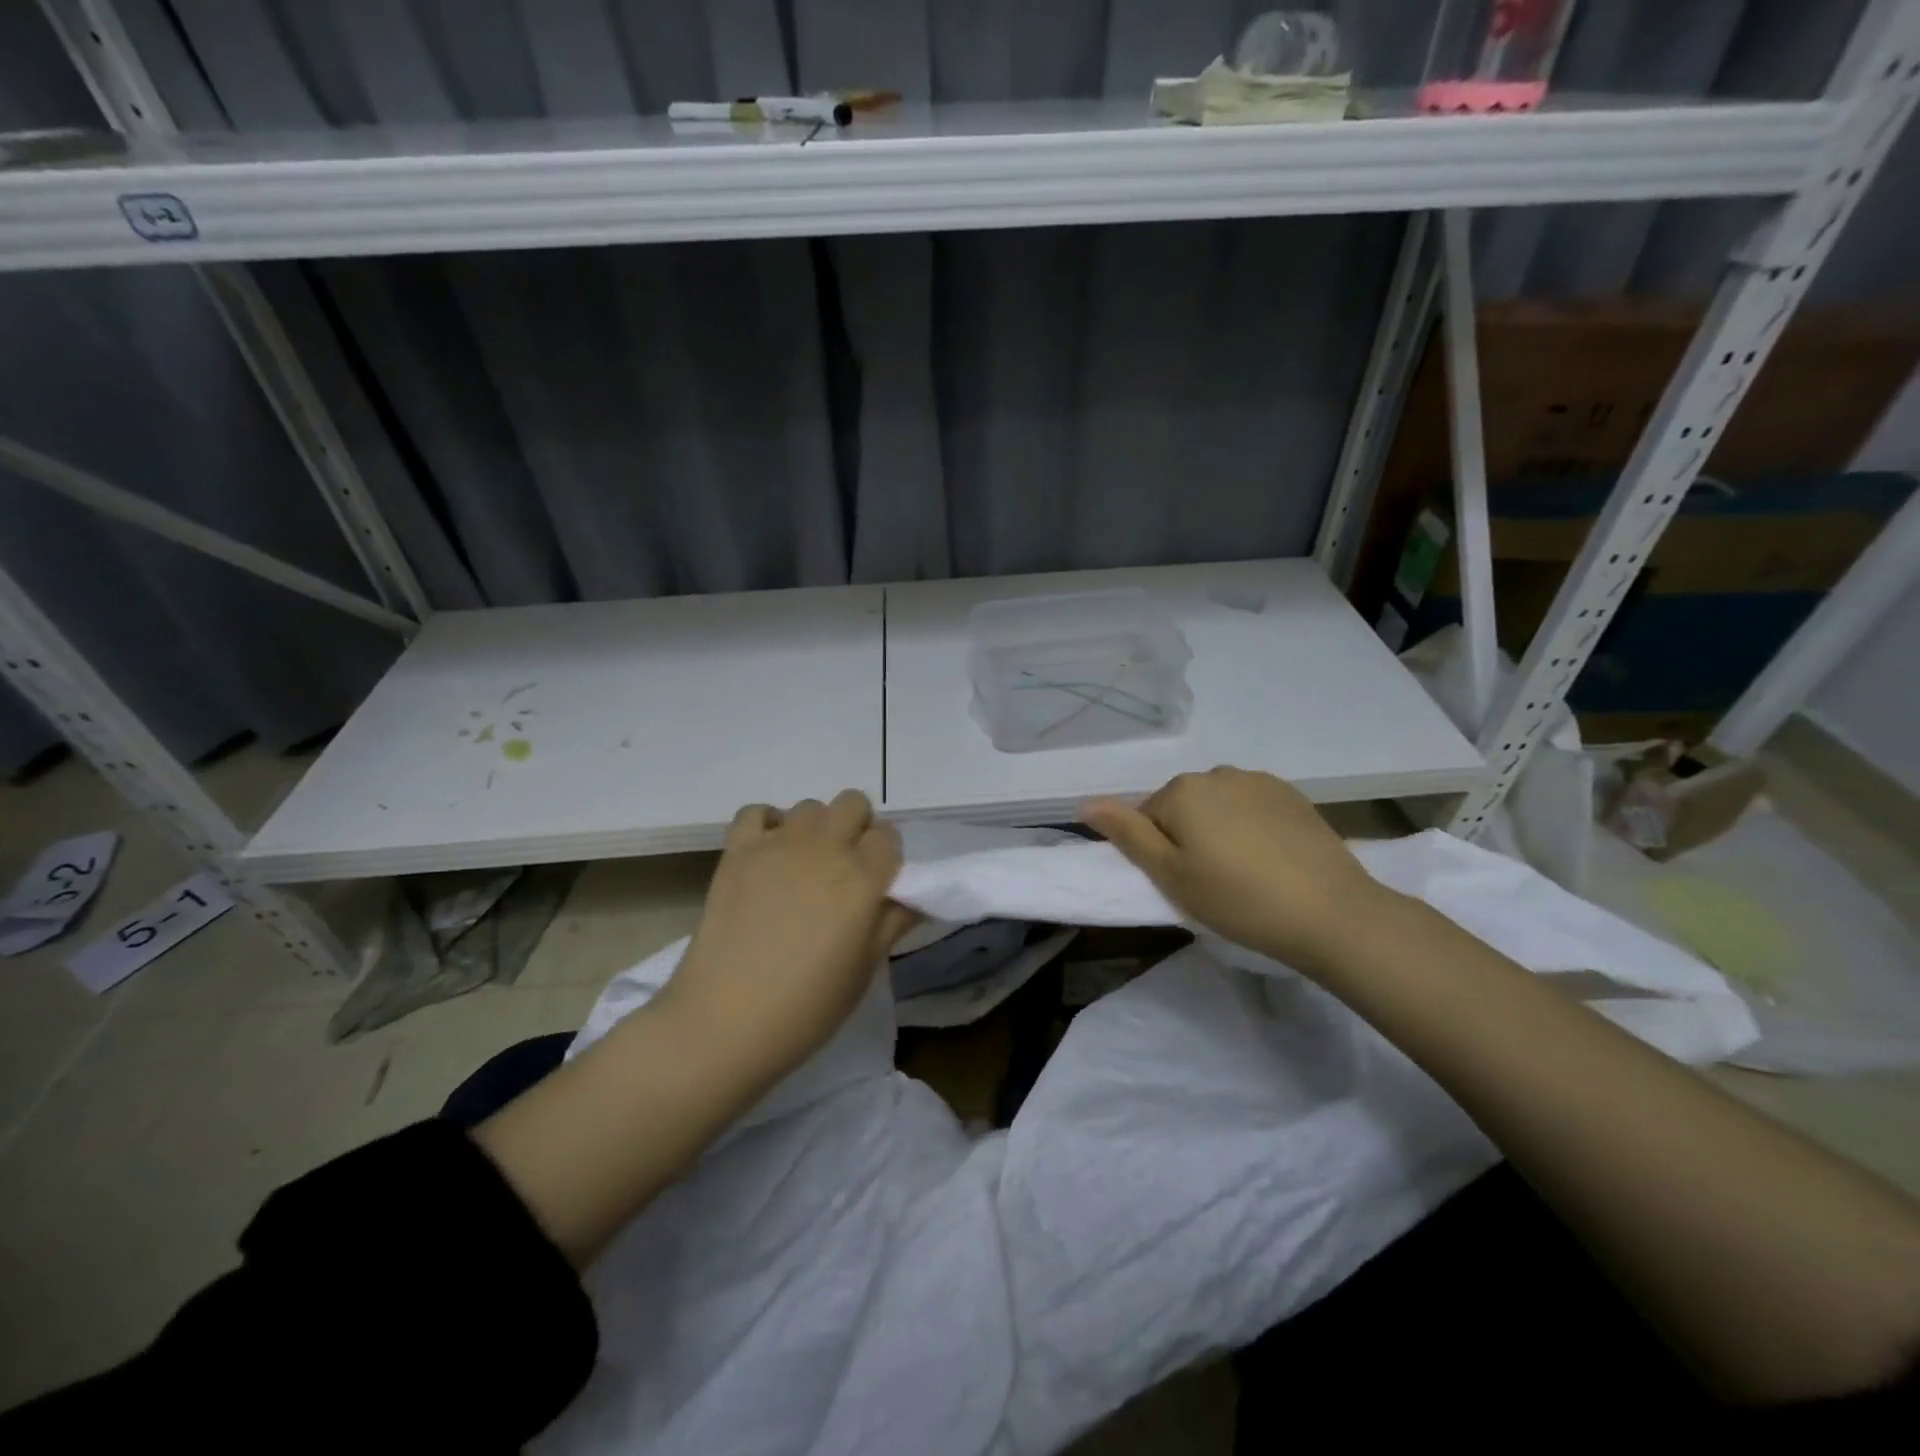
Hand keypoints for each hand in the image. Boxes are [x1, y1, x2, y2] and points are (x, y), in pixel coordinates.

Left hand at [661, 790, 916, 1079]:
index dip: (886, 856)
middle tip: (844, 867)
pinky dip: (765, 825)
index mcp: (863, 879)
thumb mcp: (864, 970)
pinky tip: (767, 854)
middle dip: (856, 827)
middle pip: (852, 804)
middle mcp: (825, 849)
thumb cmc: (807, 1007)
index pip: (889, 836)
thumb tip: (912, 898)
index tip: (877, 882)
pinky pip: (755, 812)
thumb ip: (892, 924)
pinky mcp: (738, 851)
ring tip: (803, 866)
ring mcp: (778, 845)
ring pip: (809, 807)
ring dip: (814, 828)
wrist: (725, 1021)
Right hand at [1082, 767, 1390, 973]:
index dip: (1158, 853)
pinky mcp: (1293, 795)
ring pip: (1219, 805)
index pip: (1147, 817)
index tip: (1182, 884)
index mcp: (1182, 791)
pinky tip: (1271, 860)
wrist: (1331, 913)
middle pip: (1183, 806)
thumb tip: (1085, 803)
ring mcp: (1259, 781)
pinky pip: (1252, 806)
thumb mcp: (1170, 875)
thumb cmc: (1237, 899)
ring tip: (1244, 872)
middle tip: (1210, 883)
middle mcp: (1218, 774)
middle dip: (1188, 837)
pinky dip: (1251, 827)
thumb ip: (1126, 834)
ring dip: (1220, 830)